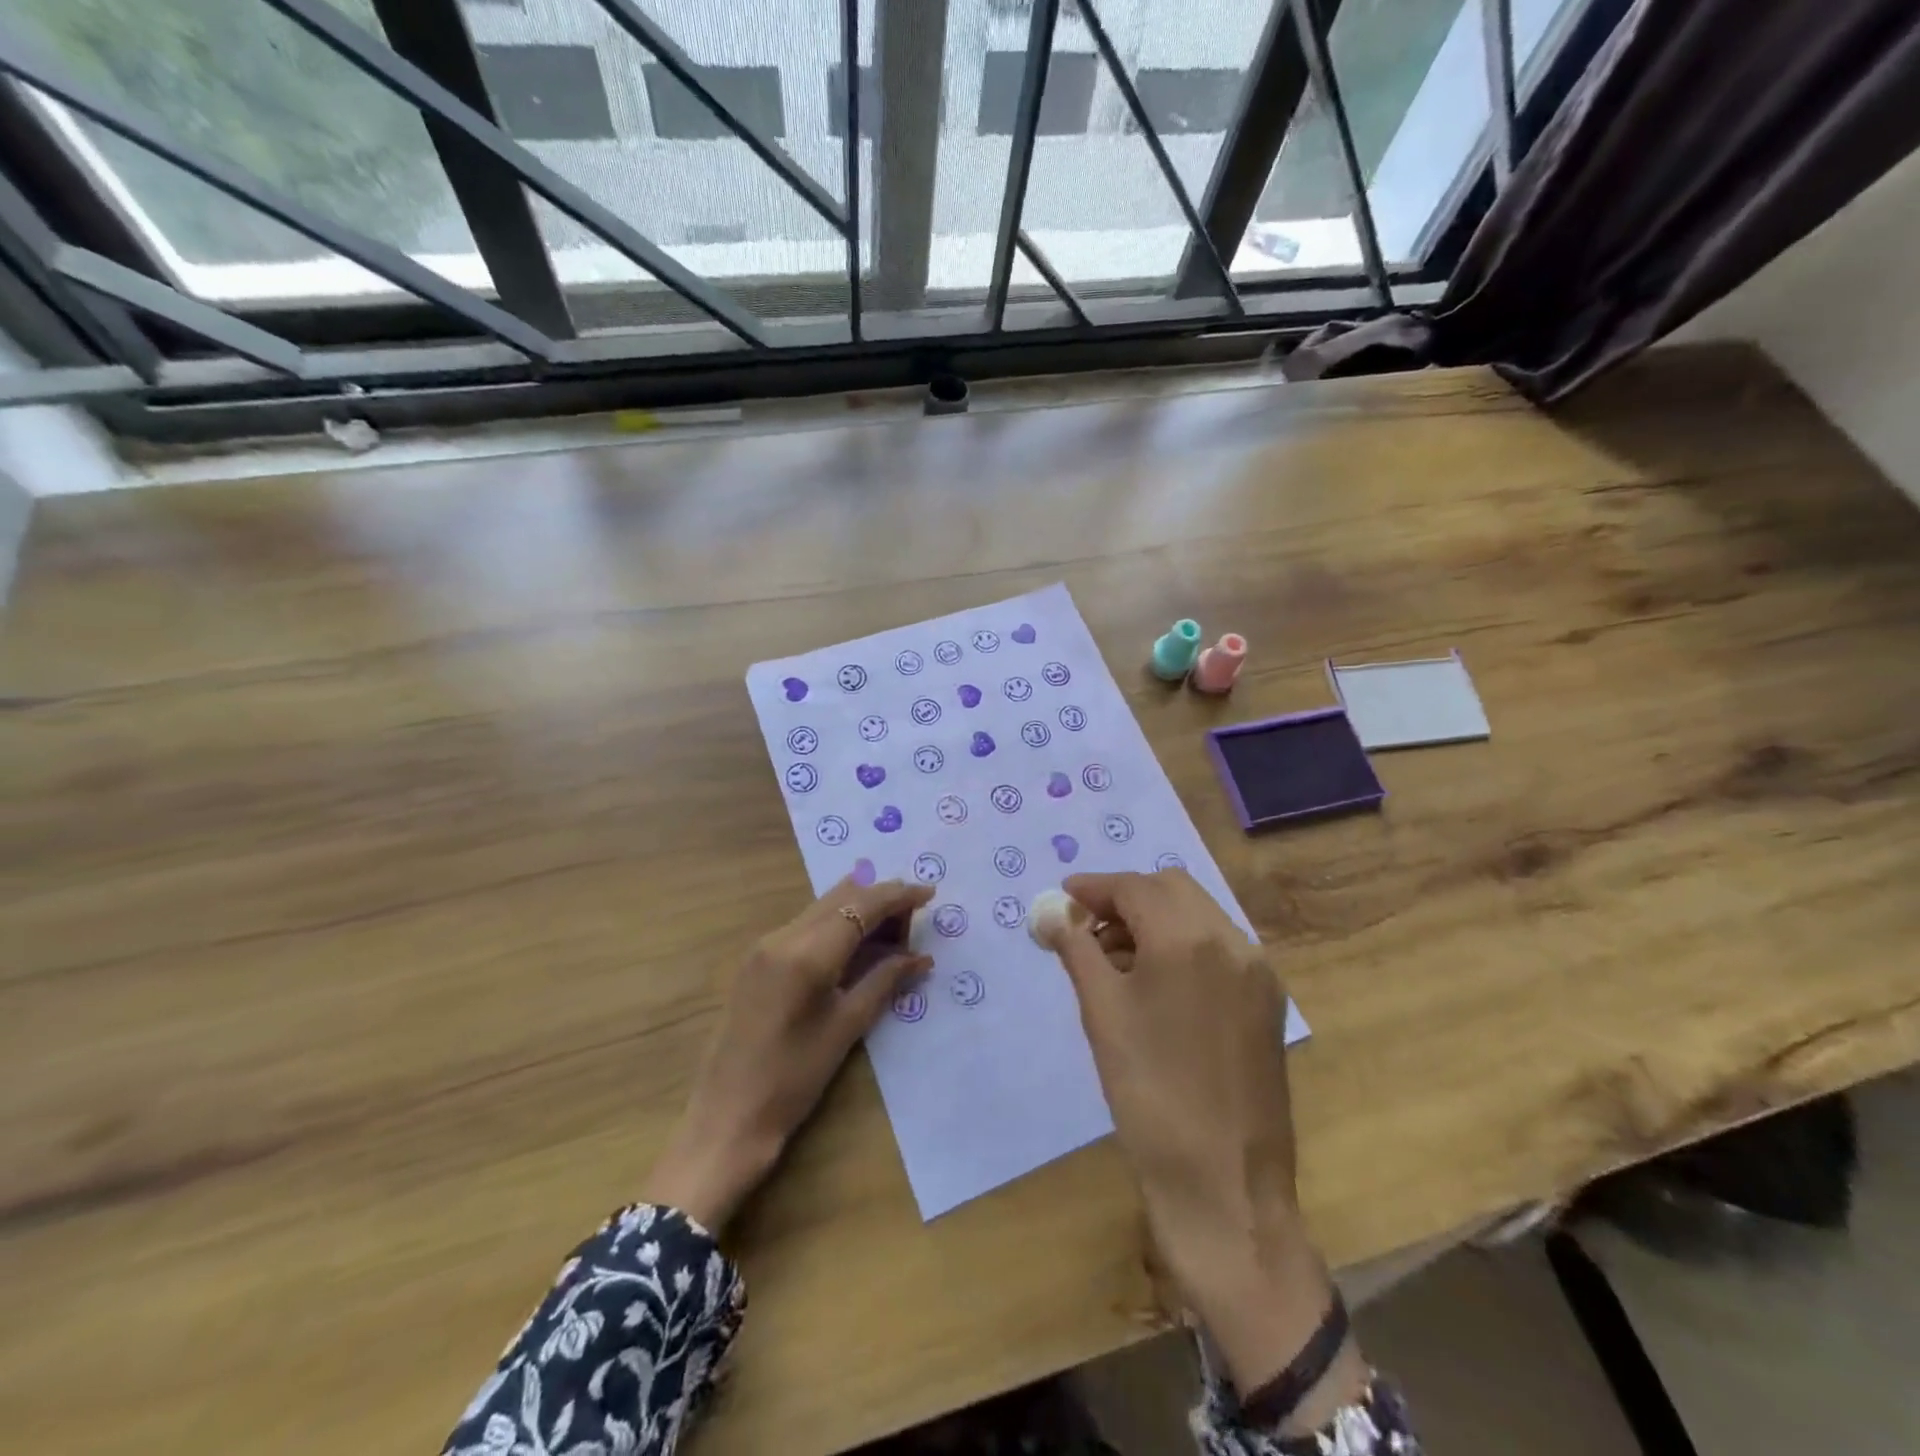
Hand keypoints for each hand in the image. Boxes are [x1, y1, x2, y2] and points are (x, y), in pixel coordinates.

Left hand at [644, 876, 933, 1233]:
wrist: (725, 1119)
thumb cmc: (792, 1080)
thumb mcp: (846, 1028)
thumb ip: (884, 982)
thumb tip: (920, 957)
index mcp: (806, 954)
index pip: (861, 906)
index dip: (898, 895)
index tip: (929, 893)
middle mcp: (782, 936)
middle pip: (840, 897)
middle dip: (880, 899)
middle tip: (914, 919)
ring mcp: (764, 946)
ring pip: (822, 907)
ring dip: (858, 910)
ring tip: (893, 933)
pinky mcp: (756, 960)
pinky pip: (806, 925)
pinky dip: (836, 925)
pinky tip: (856, 946)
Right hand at [1043, 869, 1364, 1424]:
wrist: (1223, 1185)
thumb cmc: (1149, 1094)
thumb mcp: (1102, 1014)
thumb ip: (1076, 949)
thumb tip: (1051, 915)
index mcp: (1189, 939)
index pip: (1135, 888)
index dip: (1094, 888)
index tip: (1063, 898)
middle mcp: (1232, 941)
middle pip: (1172, 889)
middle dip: (1126, 899)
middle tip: (1087, 929)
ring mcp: (1257, 971)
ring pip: (1199, 915)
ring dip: (1155, 920)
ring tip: (1115, 960)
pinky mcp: (1267, 1001)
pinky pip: (1219, 948)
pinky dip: (1183, 945)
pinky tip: (1155, 982)